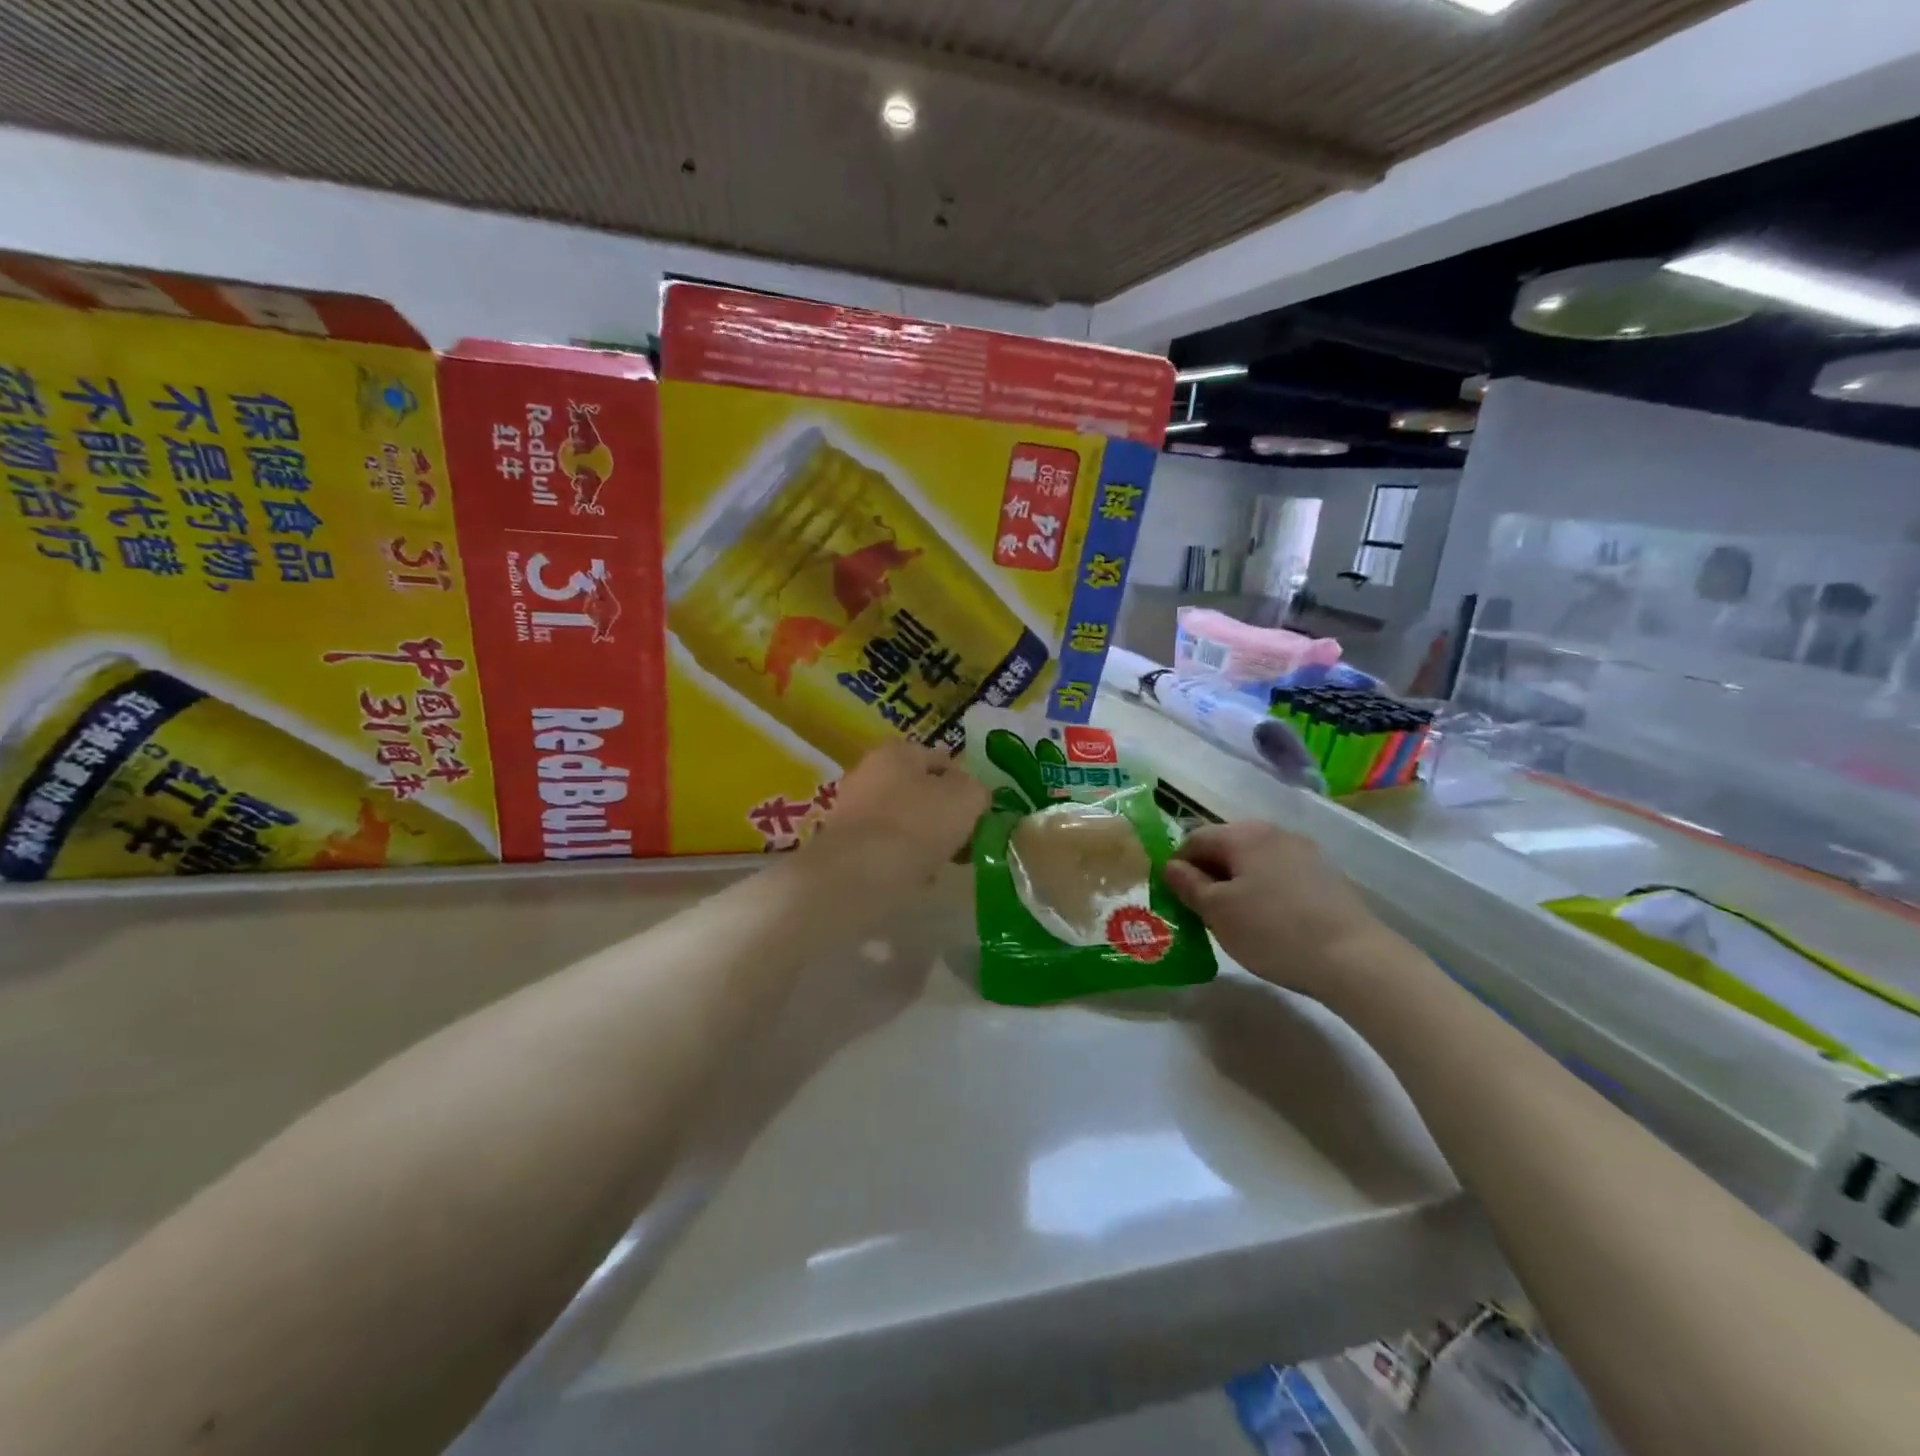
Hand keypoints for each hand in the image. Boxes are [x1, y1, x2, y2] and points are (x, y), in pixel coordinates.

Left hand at [822, 741, 989, 883]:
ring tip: (944, 862)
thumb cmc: (918, 824)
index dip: (965, 784)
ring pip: (903, 821)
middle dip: (943, 813)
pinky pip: (886, 848)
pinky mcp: (844, 845)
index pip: (941, 760)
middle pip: (919, 791)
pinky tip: (918, 877)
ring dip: (924, 839)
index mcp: (896, 752)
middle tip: (965, 839)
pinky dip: (902, 859)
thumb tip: (974, 796)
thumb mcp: (966, 798)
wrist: (860, 874)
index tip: (980, 812)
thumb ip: (977, 791)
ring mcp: (852, 810)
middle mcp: (868, 773)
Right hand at [1164, 820, 1396, 1004]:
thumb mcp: (1217, 911)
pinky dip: (1266, 891)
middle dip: (1209, 874)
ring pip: (1254, 861)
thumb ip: (1188, 884)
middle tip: (1203, 911)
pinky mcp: (1326, 875)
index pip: (1194, 839)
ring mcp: (1305, 851)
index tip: (1175, 898)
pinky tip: (1271, 921)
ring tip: (1236, 919)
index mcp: (1242, 834)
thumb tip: (1171, 866)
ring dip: (1237, 883)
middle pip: (1226, 846)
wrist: (1355, 959)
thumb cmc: (1273, 931)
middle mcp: (1273, 832)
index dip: (1177, 866)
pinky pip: (1280, 874)